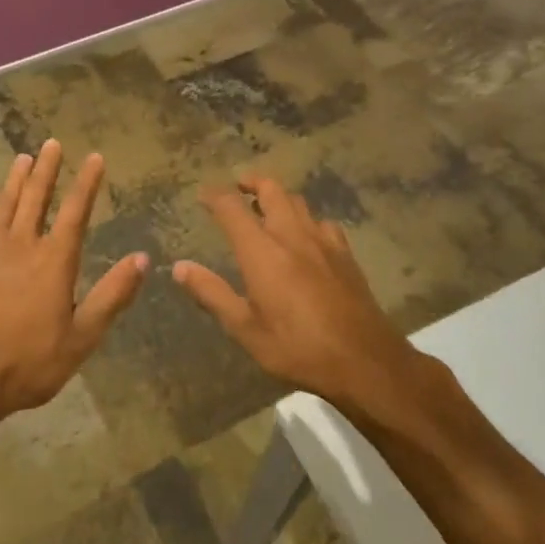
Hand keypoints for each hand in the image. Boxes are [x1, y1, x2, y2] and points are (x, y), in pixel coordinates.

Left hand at [0, 140, 147, 420]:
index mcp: (54, 262)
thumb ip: (112, 296)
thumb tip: (143, 259)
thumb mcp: (82, 337)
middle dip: (46, 170)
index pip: (75, 213)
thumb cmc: (28, 362)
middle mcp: (21, 248)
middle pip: (35, 200)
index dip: (86, 183)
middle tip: (52, 143)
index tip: (94, 157)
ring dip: (14, 183)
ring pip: (3, 208)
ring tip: (22, 158)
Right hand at [172, 175, 430, 421]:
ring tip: (266, 209)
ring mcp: (323, 241)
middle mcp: (292, 235)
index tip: (202, 195)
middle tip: (237, 188)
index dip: (215, 196)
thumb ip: (211, 293)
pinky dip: (306, 219)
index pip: (232, 207)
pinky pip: (322, 222)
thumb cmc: (297, 348)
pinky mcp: (345, 254)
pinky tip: (305, 237)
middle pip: (271, 190)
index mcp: (262, 251)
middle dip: (251, 183)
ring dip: (278, 197)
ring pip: (298, 202)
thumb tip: (180, 267)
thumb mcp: (245, 329)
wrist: (364, 360)